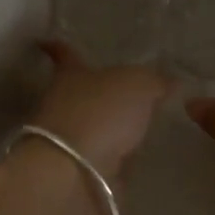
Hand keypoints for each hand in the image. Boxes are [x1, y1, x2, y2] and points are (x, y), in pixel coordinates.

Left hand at [29, 42, 169, 183]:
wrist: (76, 173)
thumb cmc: (100, 113)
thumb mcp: (138, 85)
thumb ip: (155, 81)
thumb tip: (169, 83)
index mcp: (72, 75)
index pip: (66, 54)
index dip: (58, 47)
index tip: (44, 41)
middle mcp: (65, 104)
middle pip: (81, 92)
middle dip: (98, 91)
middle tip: (124, 90)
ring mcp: (71, 140)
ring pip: (93, 125)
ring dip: (110, 126)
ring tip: (138, 124)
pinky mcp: (81, 171)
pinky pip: (104, 157)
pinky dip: (117, 156)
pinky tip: (137, 156)